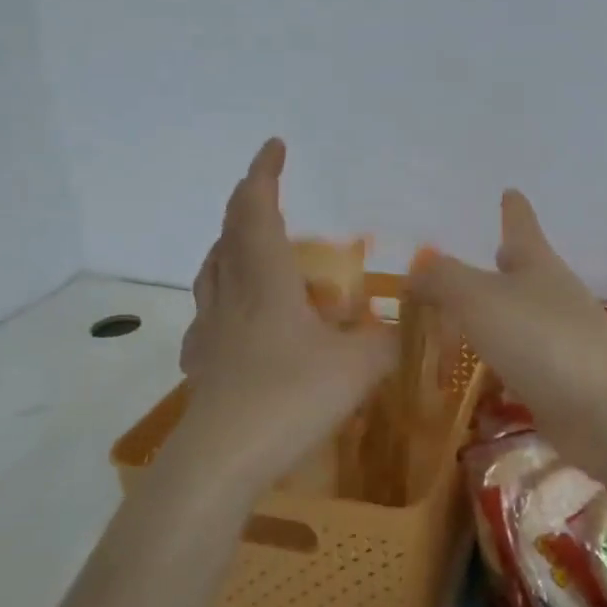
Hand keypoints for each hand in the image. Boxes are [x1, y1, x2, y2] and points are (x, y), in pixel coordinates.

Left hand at [176, 139, 396, 498]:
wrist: (222, 461)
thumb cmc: (291, 398)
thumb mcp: (358, 368)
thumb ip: (387, 341)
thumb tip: (404, 327)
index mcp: (266, 281)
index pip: (258, 210)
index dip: (264, 173)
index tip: (274, 145)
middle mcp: (232, 294)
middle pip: (229, 232)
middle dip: (247, 201)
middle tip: (266, 188)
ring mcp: (210, 329)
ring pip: (212, 269)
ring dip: (229, 243)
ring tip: (249, 242)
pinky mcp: (201, 362)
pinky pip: (208, 312)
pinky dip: (222, 294)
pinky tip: (236, 316)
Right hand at [409, 190, 606, 472]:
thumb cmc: (541, 337)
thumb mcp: (479, 298)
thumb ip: (443, 279)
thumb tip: (417, 267)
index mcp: (537, 265)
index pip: (521, 226)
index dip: (513, 209)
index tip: (511, 191)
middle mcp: (552, 296)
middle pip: (526, 271)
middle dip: (506, 262)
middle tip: (489, 252)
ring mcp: (561, 340)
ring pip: (521, 319)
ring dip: (498, 316)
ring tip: (466, 319)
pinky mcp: (560, 383)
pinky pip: (521, 363)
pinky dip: (501, 363)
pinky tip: (482, 374)